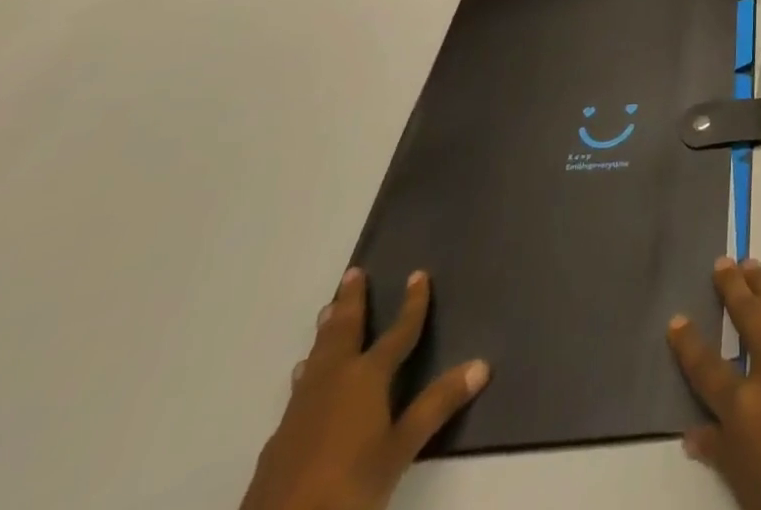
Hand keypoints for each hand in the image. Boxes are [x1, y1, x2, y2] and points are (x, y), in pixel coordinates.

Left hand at [239, 268, 489, 509]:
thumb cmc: (348, 487)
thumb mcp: (400, 450)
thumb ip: (436, 406)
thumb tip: (482, 364)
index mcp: (366, 377)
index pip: (397, 332)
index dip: (412, 304)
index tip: (418, 274)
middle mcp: (333, 382)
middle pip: (343, 332)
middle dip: (351, 302)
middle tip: (352, 273)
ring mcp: (300, 410)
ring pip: (317, 356)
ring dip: (326, 332)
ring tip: (327, 311)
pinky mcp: (279, 439)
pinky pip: (300, 388)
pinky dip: (309, 370)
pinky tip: (304, 379)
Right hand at [668, 258, 760, 509]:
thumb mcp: (747, 488)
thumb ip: (721, 452)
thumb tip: (694, 432)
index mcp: (746, 404)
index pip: (707, 367)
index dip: (689, 344)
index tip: (676, 319)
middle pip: (749, 315)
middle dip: (732, 287)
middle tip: (723, 262)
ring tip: (752, 266)